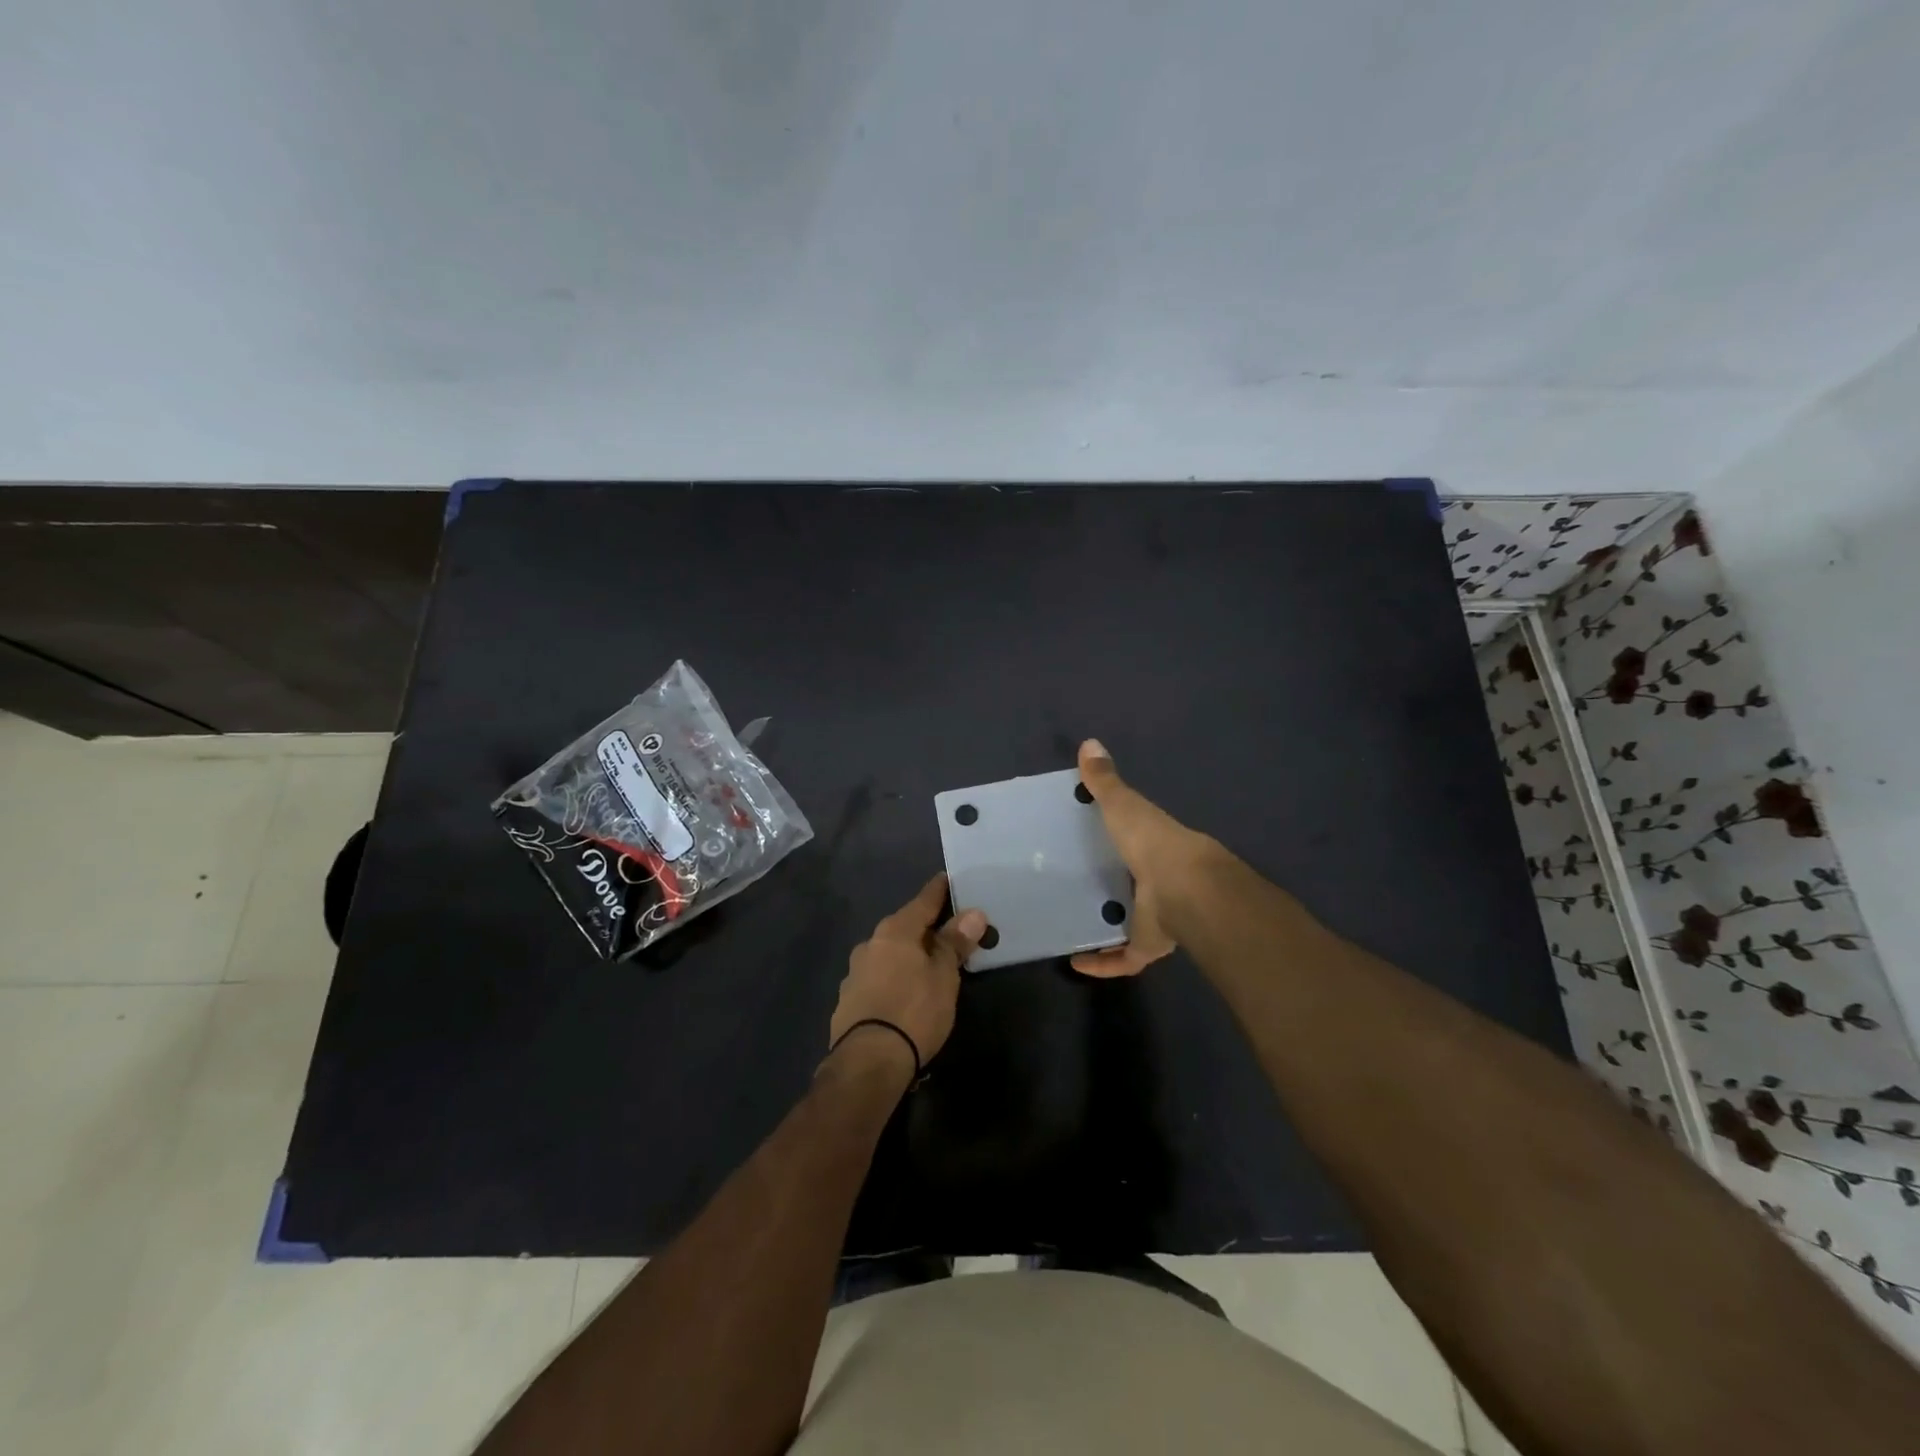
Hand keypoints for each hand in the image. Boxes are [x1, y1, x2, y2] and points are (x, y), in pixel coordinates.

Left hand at [829, 874, 985, 1073]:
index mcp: (895, 931)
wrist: (868, 1061)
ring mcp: (855, 973)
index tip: (948, 879)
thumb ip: (955, 943)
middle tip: (946, 933)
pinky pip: (877, 979)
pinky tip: (903, 996)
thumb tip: (973, 913)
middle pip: (904, 927)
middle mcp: (870, 944)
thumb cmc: (914, 1010)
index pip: (923, 901)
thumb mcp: (944, 976)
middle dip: (923, 929)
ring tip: (926, 969)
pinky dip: (893, 980)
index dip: (939, 891)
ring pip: (888, 954)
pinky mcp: (847, 1001)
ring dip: (906, 957)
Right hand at [1071, 738, 1219, 977]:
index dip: (1117, 840)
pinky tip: (1075, 962)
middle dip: (1110, 887)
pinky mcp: (1148, 946)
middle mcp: (1156, 882)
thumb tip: (1089, 743)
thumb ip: (1104, 781)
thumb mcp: (1123, 806)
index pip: (1135, 841)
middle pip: (1132, 885)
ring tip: (1068, 924)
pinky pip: (1122, 958)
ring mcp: (1155, 916)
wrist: (1183, 890)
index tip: (1085, 842)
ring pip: (1129, 923)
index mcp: (1153, 846)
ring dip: (1106, 927)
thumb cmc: (1151, 841)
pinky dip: (1101, 963)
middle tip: (1069, 886)